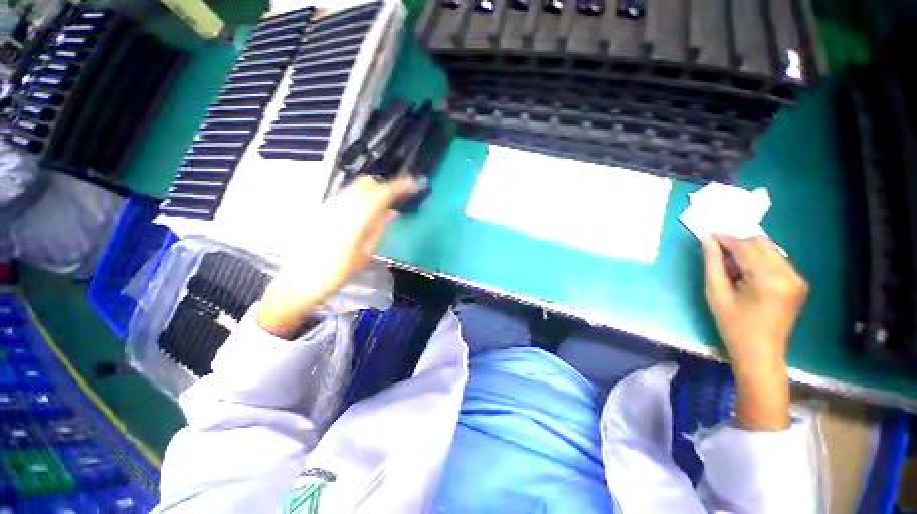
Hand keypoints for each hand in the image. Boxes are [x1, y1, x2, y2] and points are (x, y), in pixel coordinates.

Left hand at [258, 176, 416, 337]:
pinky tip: (363, 215)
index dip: (400, 186)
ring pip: (355, 188)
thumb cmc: (337, 273)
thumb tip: (391, 212)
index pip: (382, 193)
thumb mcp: (365, 253)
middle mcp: (340, 205)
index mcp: (356, 217)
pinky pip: (345, 197)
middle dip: (384, 187)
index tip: (414, 185)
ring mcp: (328, 206)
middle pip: (367, 183)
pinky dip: (359, 199)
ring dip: (372, 193)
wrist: (300, 282)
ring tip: (382, 209)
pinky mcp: (321, 211)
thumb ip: (378, 228)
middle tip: (396, 200)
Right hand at [702, 234, 808, 429]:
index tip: (708, 233)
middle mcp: (788, 274)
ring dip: (748, 251)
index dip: (725, 238)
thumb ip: (713, 263)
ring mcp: (797, 278)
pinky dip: (759, 260)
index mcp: (768, 279)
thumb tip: (708, 240)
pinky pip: (776, 260)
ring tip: (731, 266)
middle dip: (738, 243)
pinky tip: (746, 273)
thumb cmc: (733, 326)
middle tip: (718, 252)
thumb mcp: (716, 294)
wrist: (761, 353)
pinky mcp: (798, 282)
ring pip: (770, 249)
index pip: (745, 247)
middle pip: (761, 243)